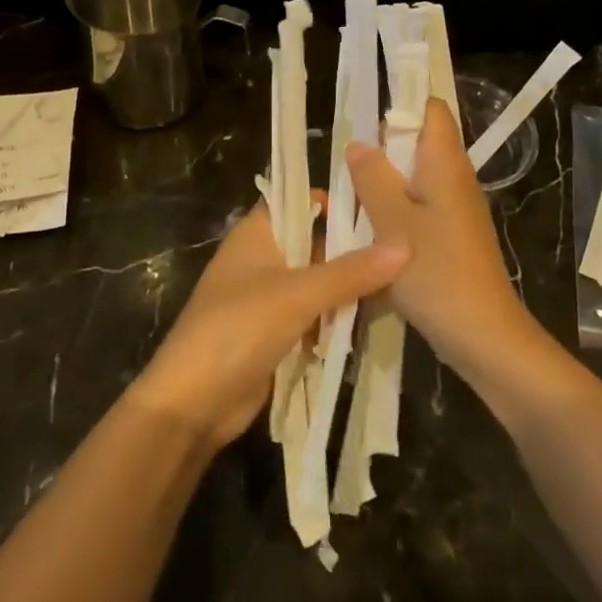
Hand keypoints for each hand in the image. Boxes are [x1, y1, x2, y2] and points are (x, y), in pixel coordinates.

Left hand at [131, 199, 407, 448]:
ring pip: (319, 283)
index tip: (381, 203)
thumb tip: (405, 245)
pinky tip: (376, 319)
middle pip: (315, 242)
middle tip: (408, 249)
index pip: (298, 200)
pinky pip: (315, 316)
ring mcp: (269, 299)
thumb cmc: (238, 328)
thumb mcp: (297, 294)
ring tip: (405, 283)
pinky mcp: (276, 334)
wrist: (193, 403)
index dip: (334, 198)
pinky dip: (339, 318)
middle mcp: (263, 259)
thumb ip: (350, 271)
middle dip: (353, 248)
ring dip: (351, 288)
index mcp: (257, 233)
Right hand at [347, 98, 556, 397]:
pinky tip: (367, 236)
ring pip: (412, 182)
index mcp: (445, 164)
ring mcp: (454, 211)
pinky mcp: (450, 238)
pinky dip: (392, 216)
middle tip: (343, 170)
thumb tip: (359, 145)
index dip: (399, 105)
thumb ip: (373, 179)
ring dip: (382, 188)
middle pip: (417, 145)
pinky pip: (417, 212)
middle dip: (380, 152)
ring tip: (347, 202)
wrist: (483, 337)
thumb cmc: (437, 274)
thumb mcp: (393, 224)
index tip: (362, 121)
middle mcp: (454, 179)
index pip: (430, 109)